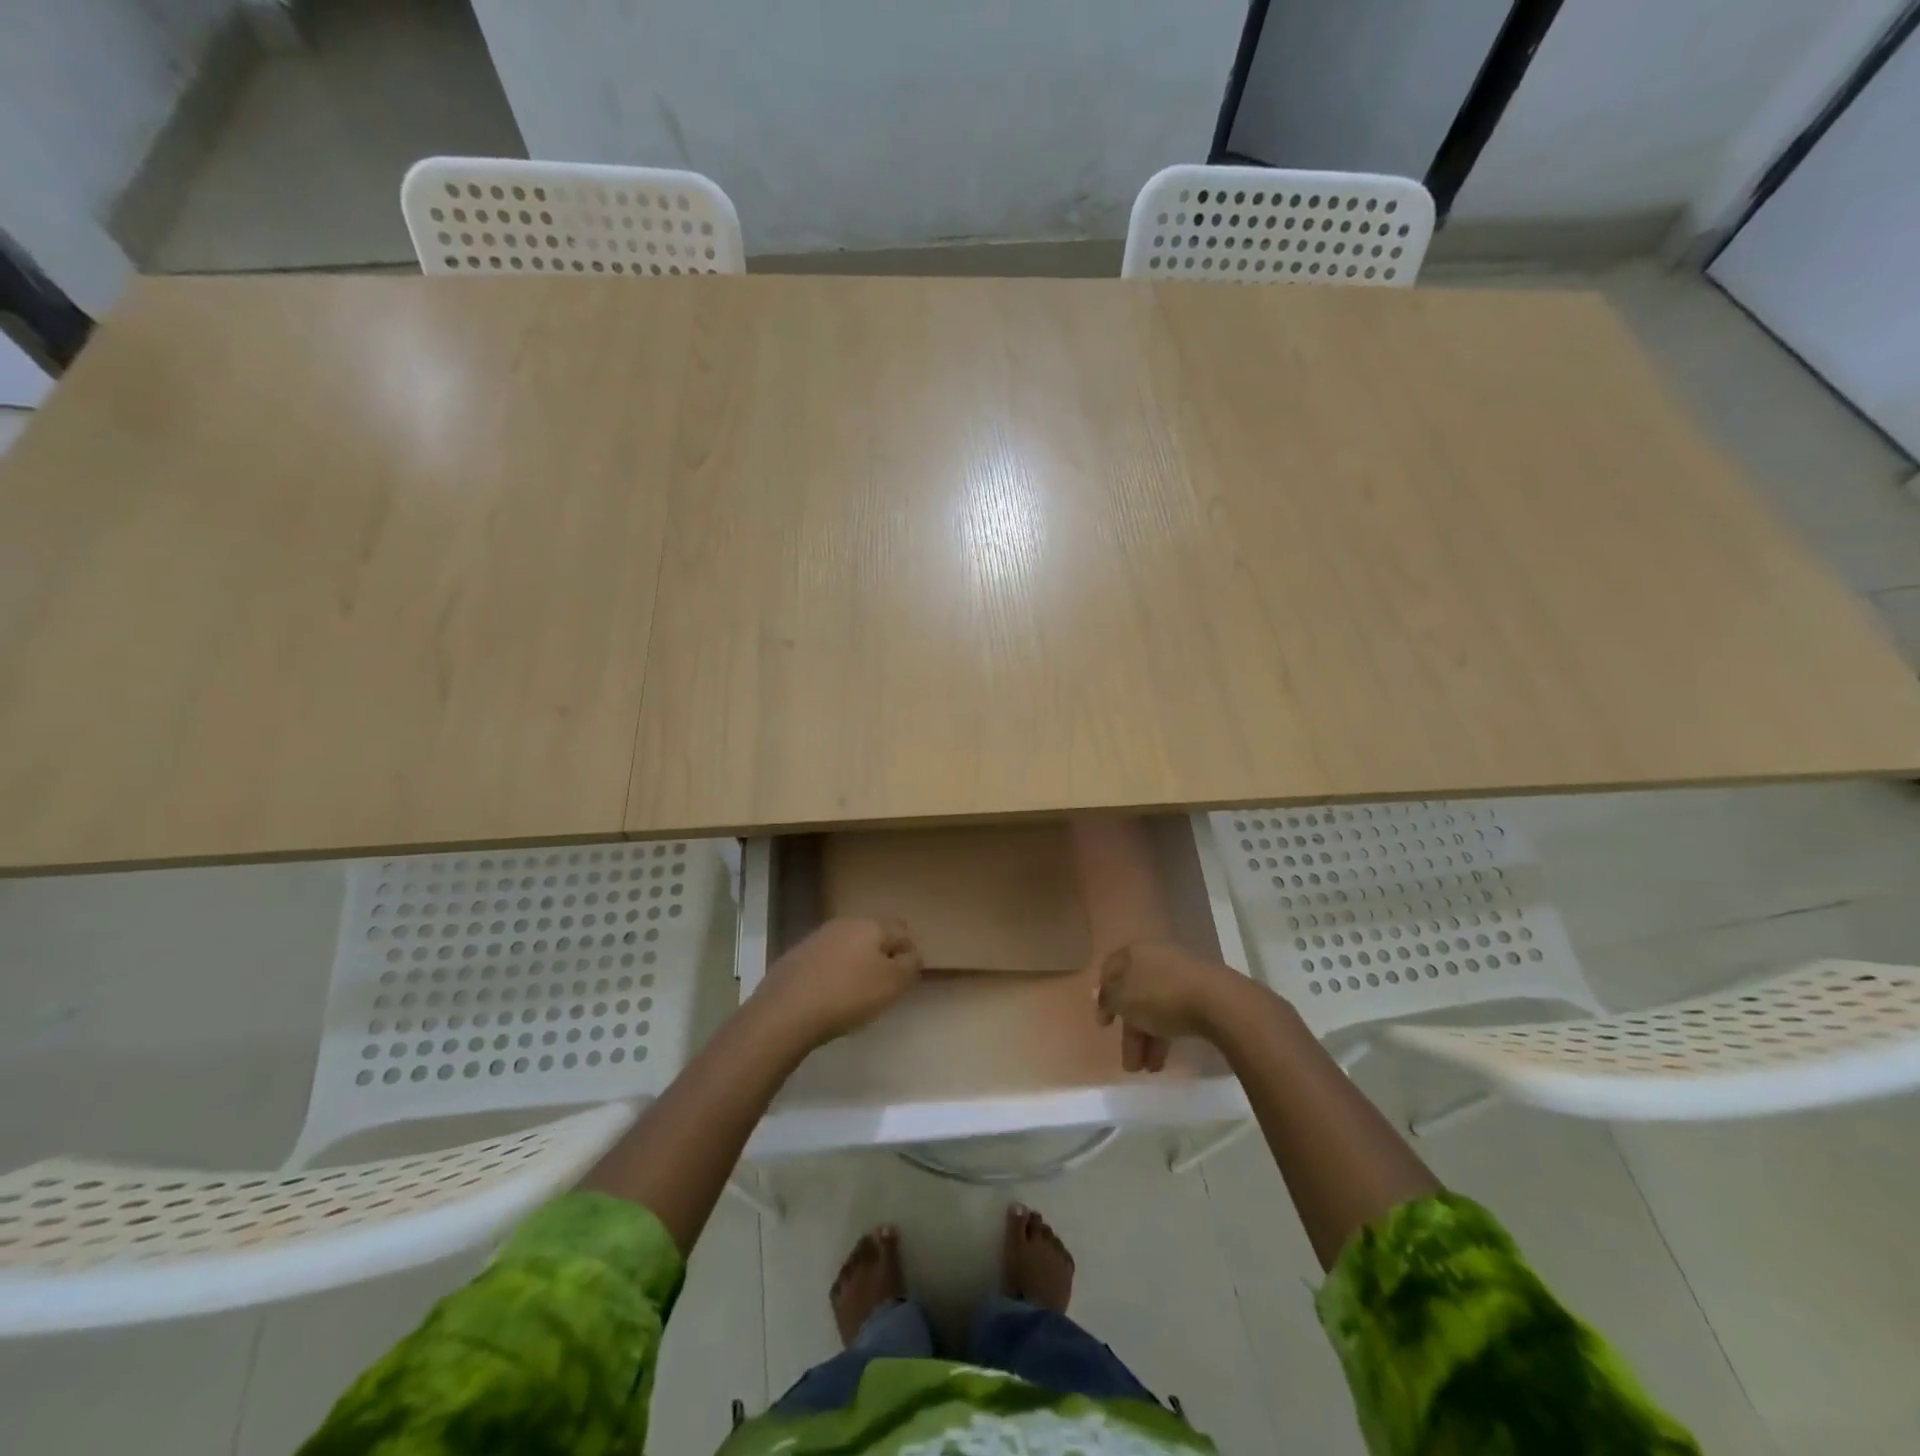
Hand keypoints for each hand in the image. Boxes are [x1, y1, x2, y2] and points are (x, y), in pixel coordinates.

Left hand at [756, 917, 922, 1044]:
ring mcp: (817, 938)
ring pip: (848, 945)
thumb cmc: (848, 995)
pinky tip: (831, 994)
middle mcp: (844, 923)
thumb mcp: (892, 984)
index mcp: (871, 925)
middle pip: (874, 935)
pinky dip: (834, 973)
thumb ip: (910, 966)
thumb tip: (912, 955)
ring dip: (857, 962)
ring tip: (858, 992)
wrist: (785, 1011)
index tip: (908, 978)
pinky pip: (826, 960)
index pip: (902, 931)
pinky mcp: (796, 956)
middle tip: (885, 984)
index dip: (910, 953)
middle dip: (883, 954)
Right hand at [1095, 942, 1243, 1072]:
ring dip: (1148, 1039)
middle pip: (1135, 994)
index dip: (1104, 996)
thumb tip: (1099, 994)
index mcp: (1134, 952)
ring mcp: (1180, 974)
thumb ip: (1108, 997)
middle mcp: (1156, 958)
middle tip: (1130, 1062)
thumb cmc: (1160, 996)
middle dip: (1130, 1031)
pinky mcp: (1201, 991)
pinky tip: (1165, 1058)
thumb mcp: (1123, 999)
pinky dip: (1166, 1034)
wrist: (1217, 1001)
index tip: (1104, 1023)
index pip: (1110, 970)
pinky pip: (1175, 1012)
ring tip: (1148, 1070)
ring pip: (1155, 1007)